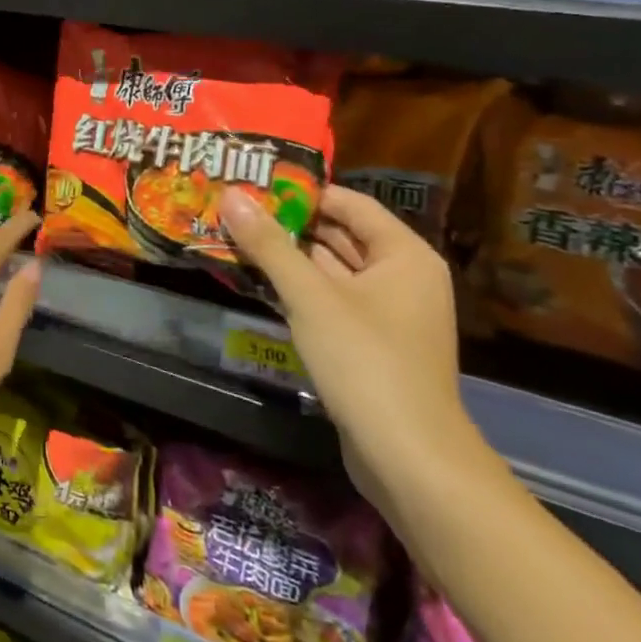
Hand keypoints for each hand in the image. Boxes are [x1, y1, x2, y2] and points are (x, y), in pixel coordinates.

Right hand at [218, 184, 479, 506]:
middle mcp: (402, 277)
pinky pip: (331, 301)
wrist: (408, 458)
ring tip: (235, 237)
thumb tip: (232, 195)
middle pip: (340, 235)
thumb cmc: (366, 361)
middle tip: (235, 208)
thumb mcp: (310, 296)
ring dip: (288, 257)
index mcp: (404, 255)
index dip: (302, 191)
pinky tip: (258, 281)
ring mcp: (388, 314)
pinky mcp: (371, 344)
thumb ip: (269, 245)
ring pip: (332, 270)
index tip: (253, 184)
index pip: (350, 203)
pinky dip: (299, 289)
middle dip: (288, 224)